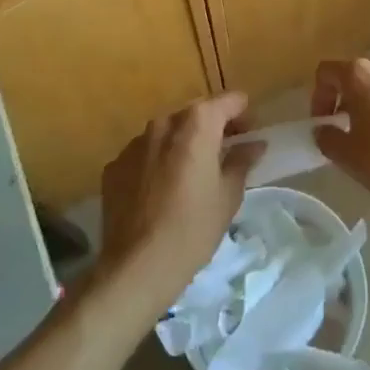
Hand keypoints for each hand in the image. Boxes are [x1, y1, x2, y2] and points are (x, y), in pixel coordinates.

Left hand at [97, 93, 261, 316]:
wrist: (136, 267)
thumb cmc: (192, 229)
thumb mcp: (228, 196)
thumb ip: (242, 161)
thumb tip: (254, 144)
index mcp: (197, 124)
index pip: (228, 101)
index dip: (243, 113)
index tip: (250, 132)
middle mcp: (164, 123)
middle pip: (196, 113)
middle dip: (213, 126)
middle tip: (226, 151)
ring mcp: (135, 143)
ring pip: (167, 133)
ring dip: (183, 143)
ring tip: (192, 173)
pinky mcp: (115, 166)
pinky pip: (144, 154)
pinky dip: (157, 162)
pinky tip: (161, 191)